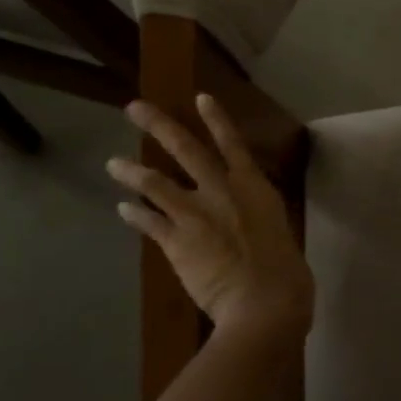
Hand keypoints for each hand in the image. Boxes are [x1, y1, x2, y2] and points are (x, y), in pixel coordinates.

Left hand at [109, 94, 314, 340]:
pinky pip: (149, 222)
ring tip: (113, 164)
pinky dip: (134, 214)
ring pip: (156, 183)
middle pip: (186, 150)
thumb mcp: (280, 235)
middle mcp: (222, 191)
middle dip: (159, 126)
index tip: (200, 97)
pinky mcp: (176, 240)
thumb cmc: (287, 274)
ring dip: (132, 172)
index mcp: (255, 188)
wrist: (264, 302)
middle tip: (134, 108)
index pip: (233, 144)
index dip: (216, 120)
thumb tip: (253, 225)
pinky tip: (122, 209)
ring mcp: (196, 214)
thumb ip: (260, 222)